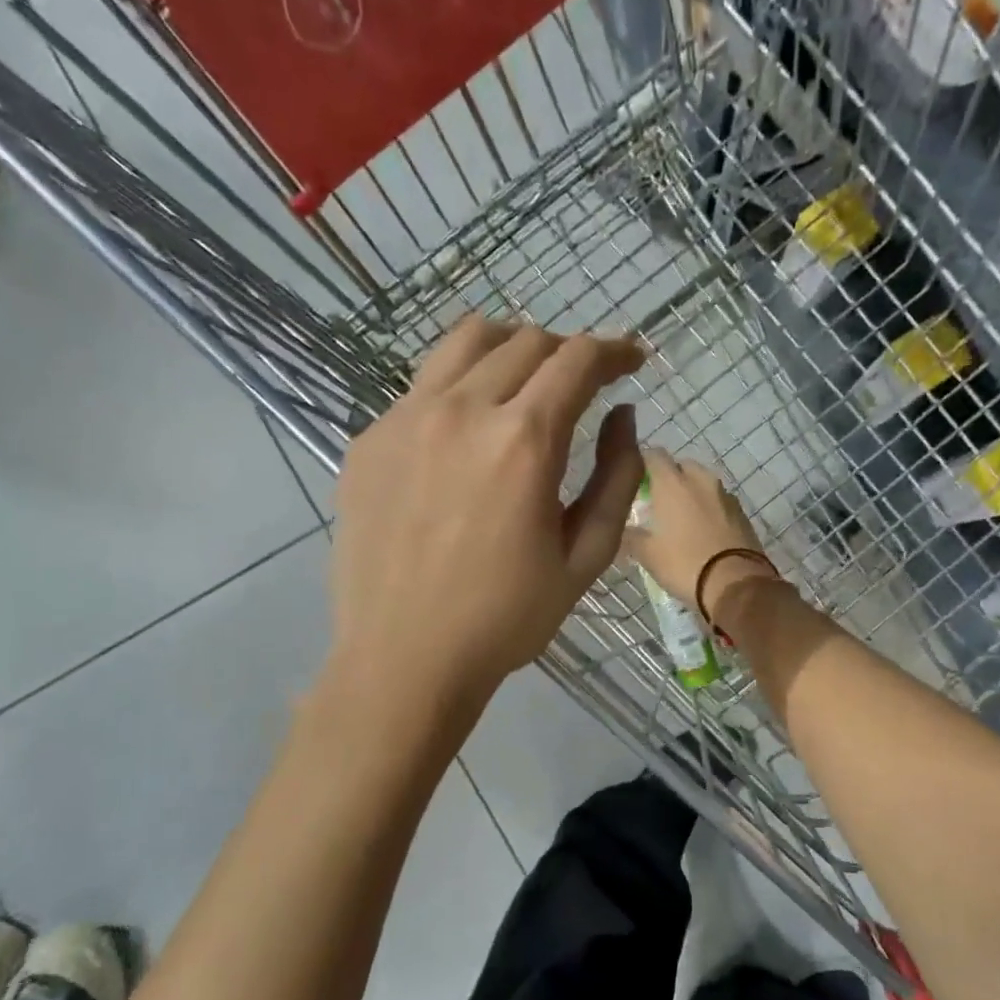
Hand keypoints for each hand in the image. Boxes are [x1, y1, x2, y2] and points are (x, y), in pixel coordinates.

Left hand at [330, 315, 645, 699]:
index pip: (577, 359)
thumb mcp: (586, 556)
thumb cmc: (507, 617)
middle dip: (567, 351)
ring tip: (525, 378)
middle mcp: (461, 410)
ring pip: (465, 342)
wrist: (404, 657)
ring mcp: (404, 418)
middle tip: (583, 381)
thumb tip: (623, 416)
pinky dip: (459, 387)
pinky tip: (466, 432)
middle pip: (525, 341)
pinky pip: (422, 386)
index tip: (631, 360)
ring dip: (510, 348)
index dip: (613, 350)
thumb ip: (617, 477)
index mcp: (523, 441)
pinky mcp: (369, 439)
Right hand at [624, 449, 781, 616]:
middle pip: (681, 466)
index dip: (642, 464)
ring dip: (691, 493)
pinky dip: (709, 509)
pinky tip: (704, 531)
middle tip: (658, 503)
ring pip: (703, 483)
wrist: (737, 584)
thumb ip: (631, 536)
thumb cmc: (685, 564)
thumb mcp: (648, 555)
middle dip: (669, 478)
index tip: (634, 482)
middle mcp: (700, 480)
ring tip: (681, 519)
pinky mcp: (742, 513)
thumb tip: (622, 530)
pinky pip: (719, 502)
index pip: (653, 455)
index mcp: (673, 483)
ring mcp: (725, 495)